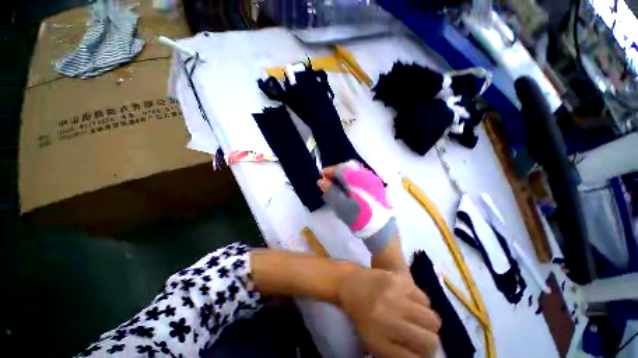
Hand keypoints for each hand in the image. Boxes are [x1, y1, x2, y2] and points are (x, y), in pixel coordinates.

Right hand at [318, 161, 396, 253]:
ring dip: (343, 178)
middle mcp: (367, 175)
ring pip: (354, 173)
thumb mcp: (342, 206)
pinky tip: (347, 191)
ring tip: (335, 187)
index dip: (329, 171)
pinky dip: (350, 182)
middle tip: (327, 182)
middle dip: (336, 173)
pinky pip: (359, 179)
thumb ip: (331, 191)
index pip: (341, 168)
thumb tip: (321, 180)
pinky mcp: (375, 187)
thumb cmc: (360, 218)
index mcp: (358, 178)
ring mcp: (373, 181)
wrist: (381, 231)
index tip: (321, 176)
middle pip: (348, 168)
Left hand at [338, 267, 441, 357]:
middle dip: (429, 343)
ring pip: (432, 320)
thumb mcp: (373, 342)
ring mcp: (395, 296)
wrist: (350, 283)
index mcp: (378, 340)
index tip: (420, 353)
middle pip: (429, 341)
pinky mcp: (398, 279)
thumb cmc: (361, 316)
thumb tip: (421, 357)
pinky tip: (410, 302)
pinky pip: (425, 299)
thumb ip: (397, 353)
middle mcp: (388, 318)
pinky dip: (422, 305)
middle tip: (422, 337)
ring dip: (428, 324)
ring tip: (417, 319)